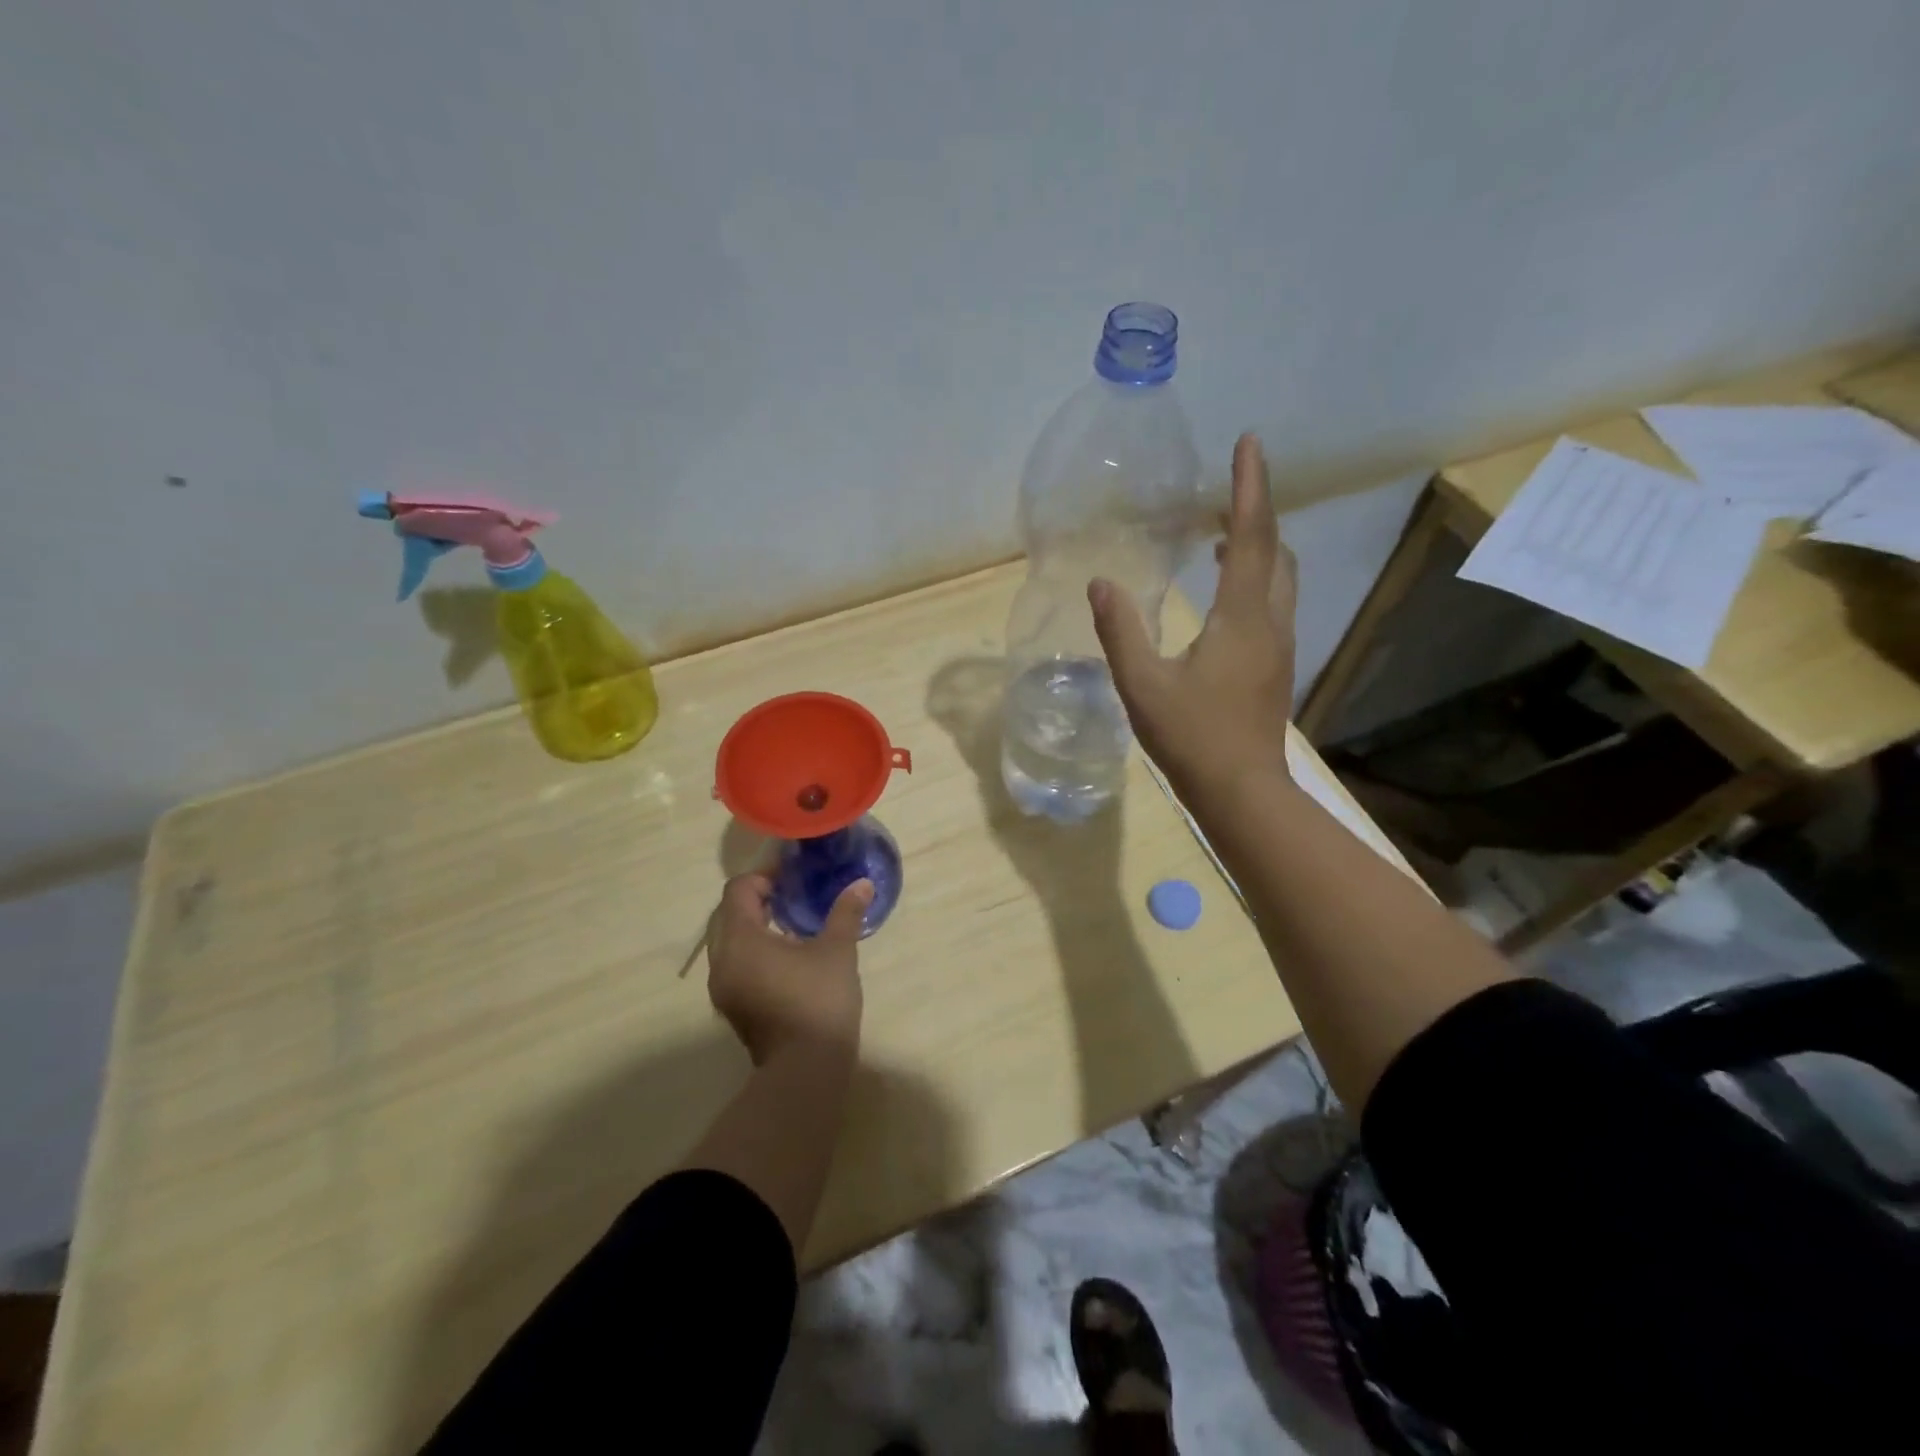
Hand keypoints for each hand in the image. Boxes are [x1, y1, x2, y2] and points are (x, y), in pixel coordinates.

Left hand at [706, 873, 870, 1065]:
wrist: (806, 1069)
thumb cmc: (819, 1000)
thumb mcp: (837, 951)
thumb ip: (845, 913)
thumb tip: (862, 884)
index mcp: (741, 939)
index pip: (738, 890)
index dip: (763, 877)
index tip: (791, 878)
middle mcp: (722, 961)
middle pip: (728, 914)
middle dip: (756, 900)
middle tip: (791, 897)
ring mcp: (723, 988)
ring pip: (729, 942)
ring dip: (753, 927)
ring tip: (790, 926)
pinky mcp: (732, 1008)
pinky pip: (735, 965)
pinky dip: (753, 952)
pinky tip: (786, 959)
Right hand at [1090, 432, 1296, 805]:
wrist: (1242, 791)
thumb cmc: (1191, 738)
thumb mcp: (1142, 685)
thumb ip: (1120, 631)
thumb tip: (1100, 582)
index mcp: (1241, 618)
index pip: (1250, 537)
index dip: (1249, 487)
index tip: (1249, 442)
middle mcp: (1270, 622)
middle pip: (1275, 550)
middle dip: (1255, 512)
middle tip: (1223, 491)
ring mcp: (1279, 645)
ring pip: (1280, 577)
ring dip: (1257, 545)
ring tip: (1218, 533)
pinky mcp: (1276, 665)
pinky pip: (1272, 601)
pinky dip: (1254, 576)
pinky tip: (1223, 591)